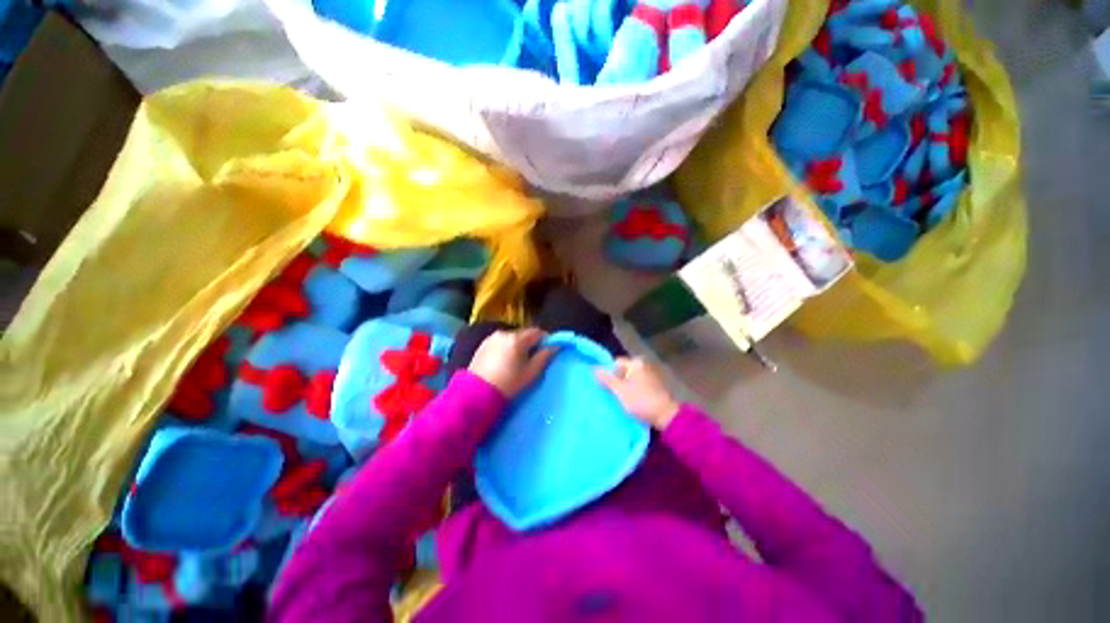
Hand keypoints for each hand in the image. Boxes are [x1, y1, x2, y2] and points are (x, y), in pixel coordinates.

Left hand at [468, 328, 555, 398]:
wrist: (477, 394)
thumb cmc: (509, 383)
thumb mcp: (531, 372)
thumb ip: (544, 356)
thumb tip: (554, 346)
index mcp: (517, 339)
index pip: (537, 332)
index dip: (545, 339)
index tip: (548, 350)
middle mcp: (504, 333)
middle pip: (524, 333)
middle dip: (532, 342)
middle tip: (534, 357)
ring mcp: (492, 338)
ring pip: (512, 337)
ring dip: (519, 344)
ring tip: (519, 360)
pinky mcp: (483, 344)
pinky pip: (501, 341)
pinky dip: (507, 347)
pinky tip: (505, 360)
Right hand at [597, 358, 679, 430]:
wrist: (666, 416)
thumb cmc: (641, 401)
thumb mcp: (620, 391)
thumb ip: (606, 379)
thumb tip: (594, 368)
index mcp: (635, 363)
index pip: (615, 363)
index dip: (609, 375)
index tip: (607, 388)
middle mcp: (644, 365)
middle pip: (623, 371)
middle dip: (616, 381)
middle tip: (612, 395)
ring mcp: (651, 375)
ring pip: (630, 379)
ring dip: (625, 387)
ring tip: (621, 400)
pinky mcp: (655, 385)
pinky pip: (639, 384)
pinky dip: (634, 391)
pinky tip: (632, 401)